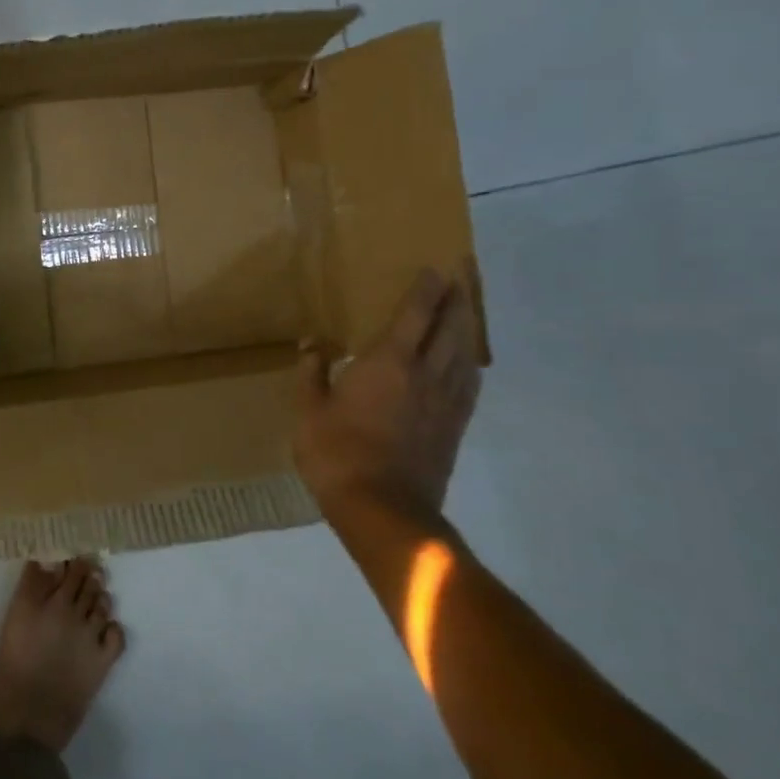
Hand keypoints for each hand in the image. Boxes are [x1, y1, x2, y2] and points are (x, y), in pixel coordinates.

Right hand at [295, 269, 482, 528]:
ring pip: (464, 355)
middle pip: (449, 329)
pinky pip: (469, 386)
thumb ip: (312, 373)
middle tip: (459, 280)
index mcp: (389, 363)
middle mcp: (425, 374)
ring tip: (466, 312)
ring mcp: (444, 402)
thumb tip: (312, 343)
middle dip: (454, 302)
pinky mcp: (454, 428)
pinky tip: (469, 364)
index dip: (426, 290)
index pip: (414, 315)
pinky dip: (470, 365)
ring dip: (467, 329)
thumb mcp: (309, 410)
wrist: (383, 509)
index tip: (435, 269)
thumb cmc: (337, 453)